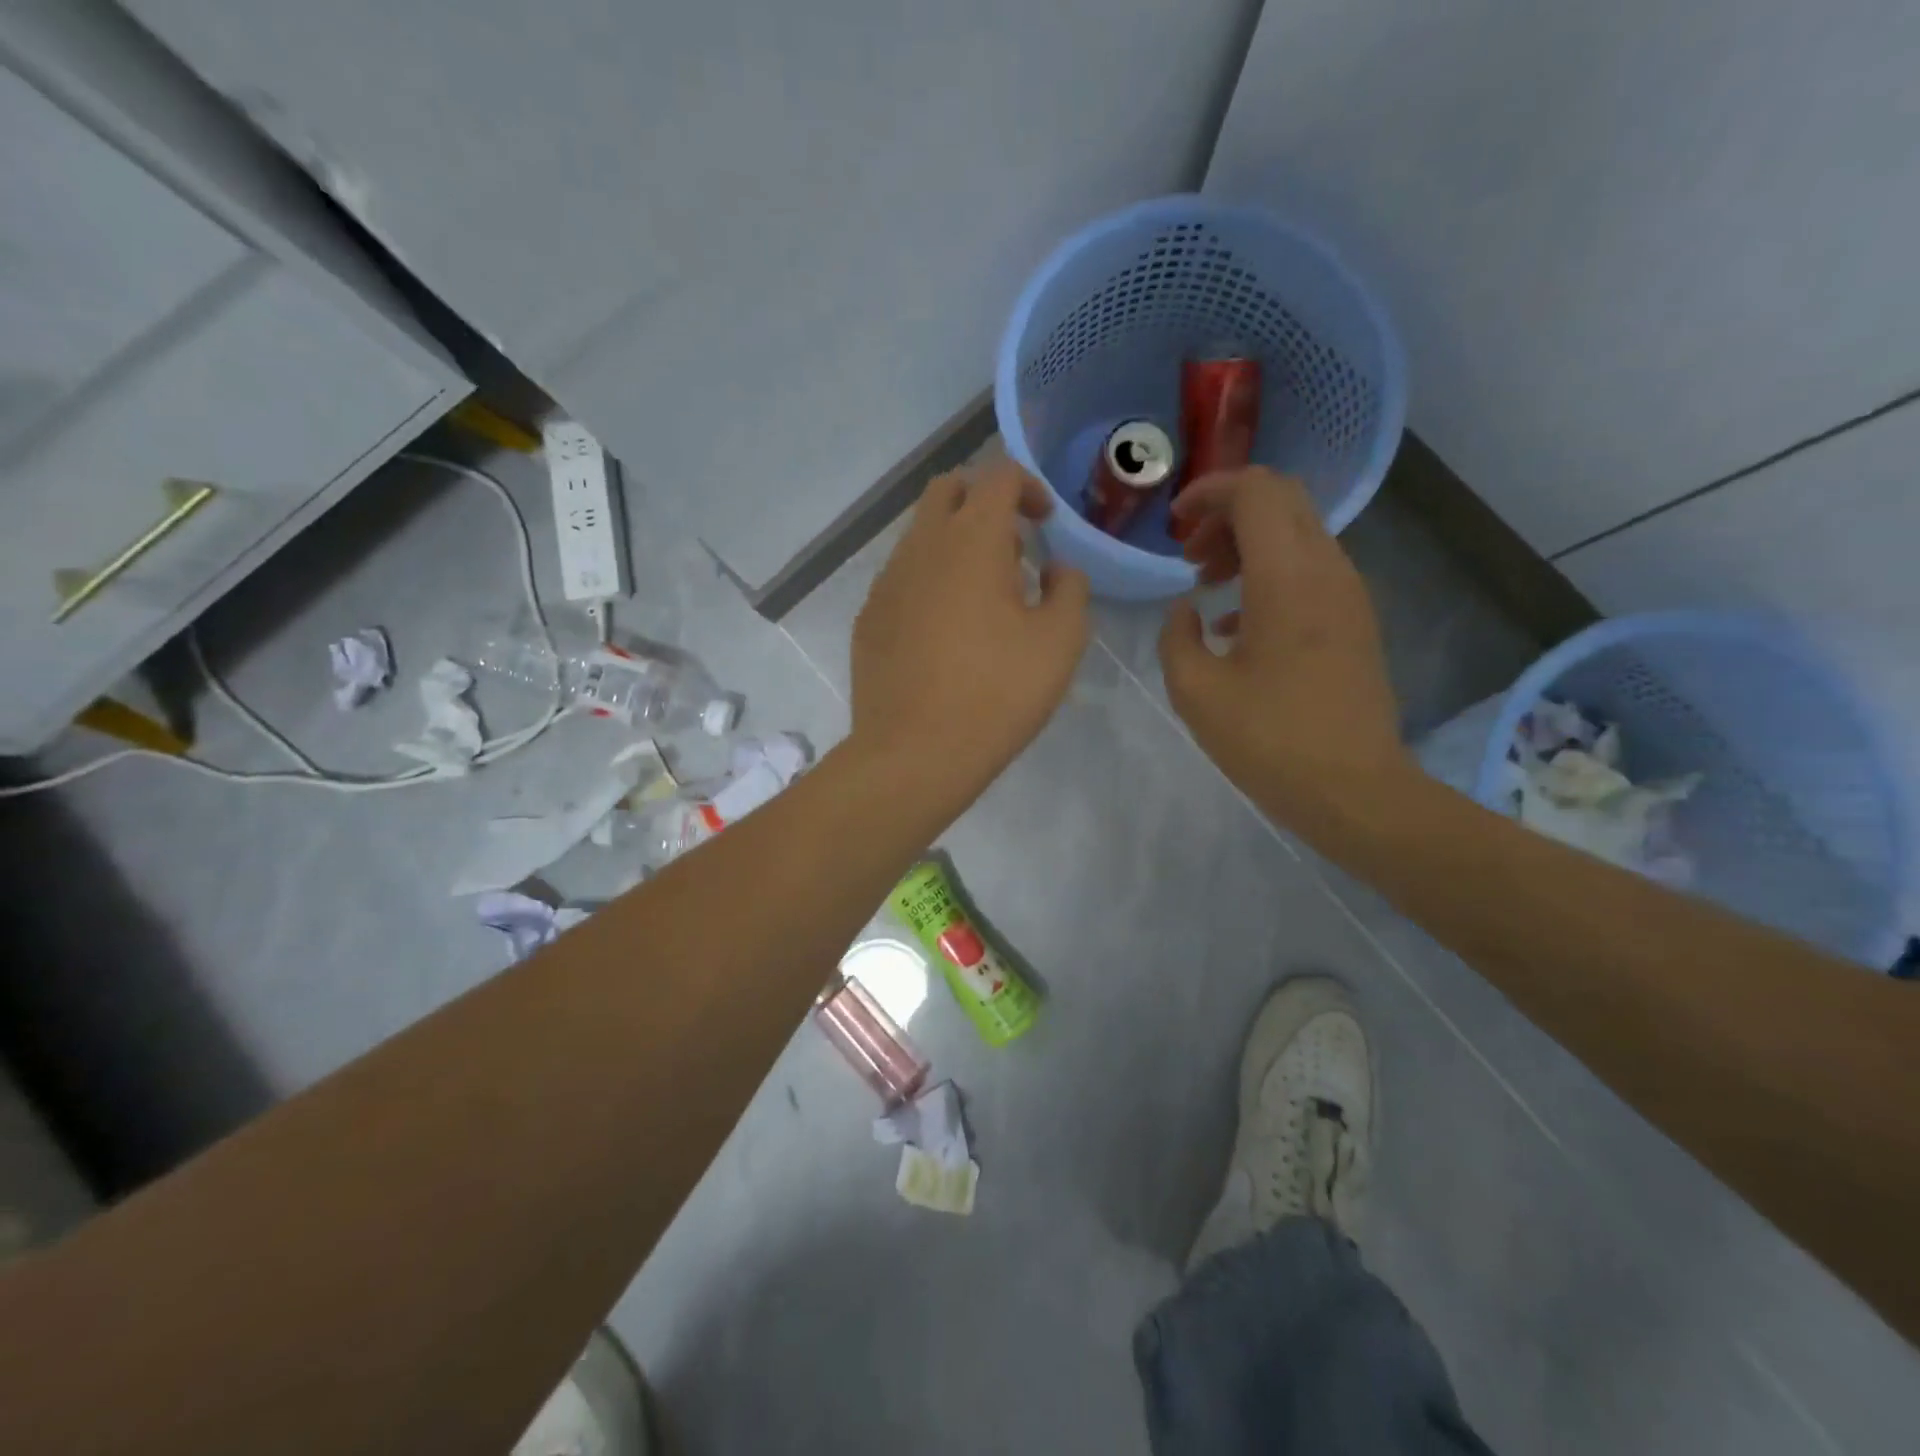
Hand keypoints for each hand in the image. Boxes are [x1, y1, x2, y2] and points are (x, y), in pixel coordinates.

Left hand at [851, 458, 1089, 807]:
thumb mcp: (1061, 641)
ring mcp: (886, 582)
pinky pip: (902, 578)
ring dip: (955, 544)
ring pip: (920, 535)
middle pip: (948, 490)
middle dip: (983, 502)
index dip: (1029, 487)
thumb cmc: (998, 693)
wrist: (915, 753)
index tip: (1045, 525)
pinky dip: (929, 582)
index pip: (999, 475)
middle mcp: (921, 547)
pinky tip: (946, 633)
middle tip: (1011, 550)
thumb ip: (1069, 588)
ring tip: (983, 600)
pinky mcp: (869, 617)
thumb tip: (1055, 568)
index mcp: (972, 540)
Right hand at [1158, 469, 1410, 827]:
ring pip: (1299, 532)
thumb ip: (1177, 637)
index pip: (1256, 492)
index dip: (1209, 493)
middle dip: (1228, 513)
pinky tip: (1238, 624)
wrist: (1354, 790)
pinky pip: (1311, 568)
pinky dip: (1270, 572)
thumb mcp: (1195, 692)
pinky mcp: (1356, 620)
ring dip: (1249, 543)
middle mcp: (1327, 570)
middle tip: (1190, 556)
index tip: (1174, 526)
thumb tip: (1187, 610)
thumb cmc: (1269, 740)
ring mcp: (1349, 594)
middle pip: (1282, 501)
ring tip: (1209, 587)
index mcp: (1286, 577)